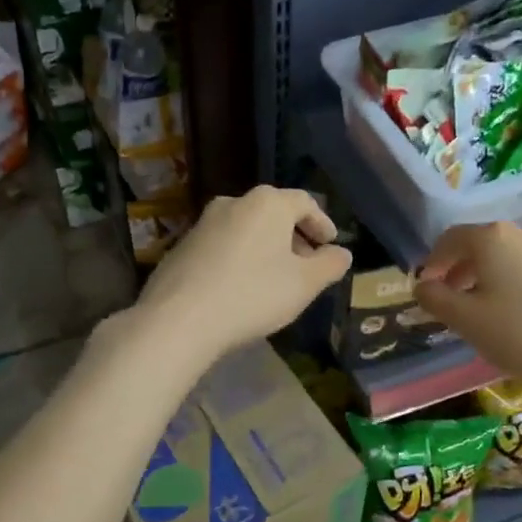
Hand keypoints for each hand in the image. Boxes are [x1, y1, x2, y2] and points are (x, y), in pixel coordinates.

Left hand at [135, 186, 352, 364]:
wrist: (179, 319)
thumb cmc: (253, 295)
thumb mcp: (304, 284)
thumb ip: (329, 265)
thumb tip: (342, 253)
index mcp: (267, 203)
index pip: (305, 202)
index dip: (322, 223)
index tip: (331, 245)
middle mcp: (234, 202)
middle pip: (274, 213)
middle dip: (294, 236)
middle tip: (306, 264)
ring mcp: (203, 222)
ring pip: (247, 228)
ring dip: (266, 247)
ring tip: (275, 278)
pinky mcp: (182, 245)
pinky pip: (223, 244)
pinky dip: (240, 257)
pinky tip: (241, 287)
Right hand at [414, 222, 521, 404]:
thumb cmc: (520, 334)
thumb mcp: (466, 320)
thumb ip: (436, 299)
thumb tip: (422, 286)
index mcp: (495, 239)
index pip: (453, 238)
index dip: (435, 260)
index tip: (427, 285)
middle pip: (486, 246)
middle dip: (465, 270)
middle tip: (455, 299)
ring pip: (517, 260)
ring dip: (497, 279)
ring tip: (492, 312)